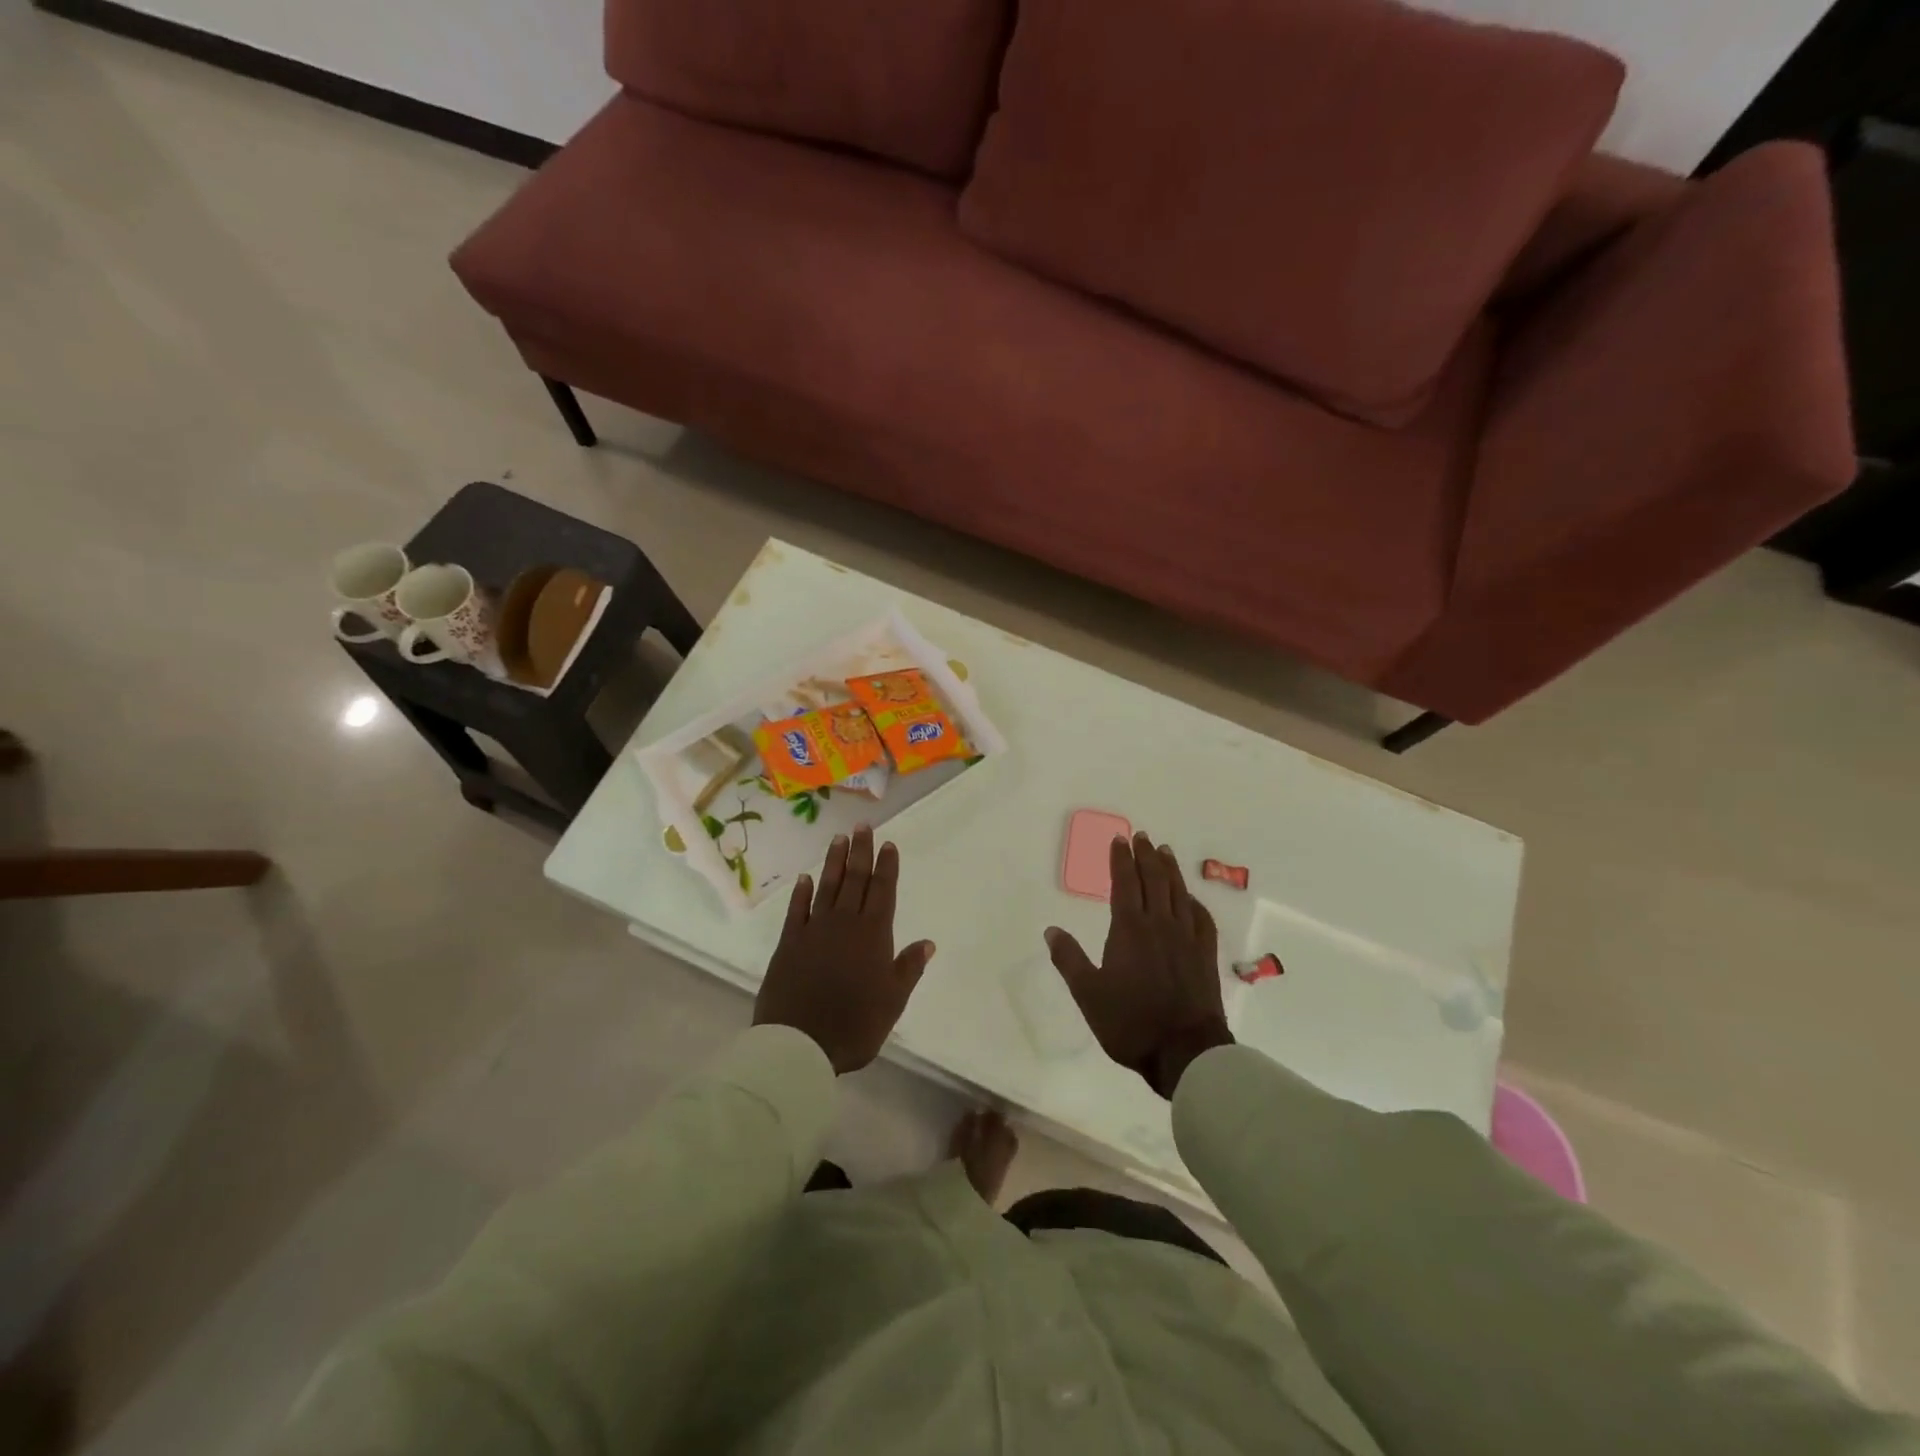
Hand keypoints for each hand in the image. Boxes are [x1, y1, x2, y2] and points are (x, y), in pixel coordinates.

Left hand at [754, 826, 934, 1073]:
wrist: (800, 1043)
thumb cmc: (855, 1024)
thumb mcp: (893, 1001)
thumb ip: (908, 968)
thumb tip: (927, 942)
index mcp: (873, 935)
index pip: (882, 891)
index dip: (887, 866)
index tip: (888, 844)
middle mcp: (845, 923)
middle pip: (855, 880)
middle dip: (861, 852)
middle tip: (862, 826)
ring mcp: (814, 930)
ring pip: (827, 887)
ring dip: (834, 862)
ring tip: (838, 839)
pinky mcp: (789, 942)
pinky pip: (797, 910)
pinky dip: (802, 892)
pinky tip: (806, 879)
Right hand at [1045, 832, 1233, 1097]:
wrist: (1185, 1051)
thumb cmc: (1130, 1022)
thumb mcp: (1088, 993)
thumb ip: (1069, 959)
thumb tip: (1051, 930)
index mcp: (1129, 929)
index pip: (1125, 883)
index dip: (1121, 860)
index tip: (1120, 839)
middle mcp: (1160, 925)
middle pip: (1154, 881)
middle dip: (1146, 856)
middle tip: (1143, 837)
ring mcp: (1187, 939)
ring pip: (1179, 894)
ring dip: (1171, 870)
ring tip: (1165, 852)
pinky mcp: (1205, 956)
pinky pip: (1202, 919)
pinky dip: (1195, 903)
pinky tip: (1191, 899)